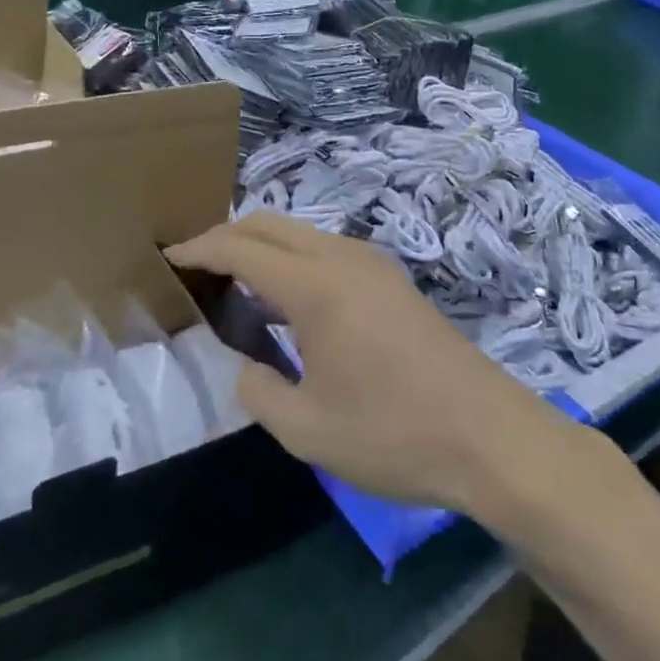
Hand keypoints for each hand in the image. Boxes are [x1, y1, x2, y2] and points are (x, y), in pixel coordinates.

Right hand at [167, 212, 591, 515]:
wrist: (491, 436)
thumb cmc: (394, 433)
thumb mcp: (309, 430)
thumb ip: (259, 391)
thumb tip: (245, 366)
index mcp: (314, 285)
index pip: (240, 248)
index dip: (199, 248)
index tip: (168, 255)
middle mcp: (340, 257)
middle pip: (267, 224)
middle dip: (225, 236)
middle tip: (195, 266)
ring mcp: (370, 263)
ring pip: (298, 232)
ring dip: (260, 244)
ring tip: (234, 281)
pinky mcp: (389, 278)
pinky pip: (323, 248)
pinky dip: (290, 256)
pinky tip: (287, 298)